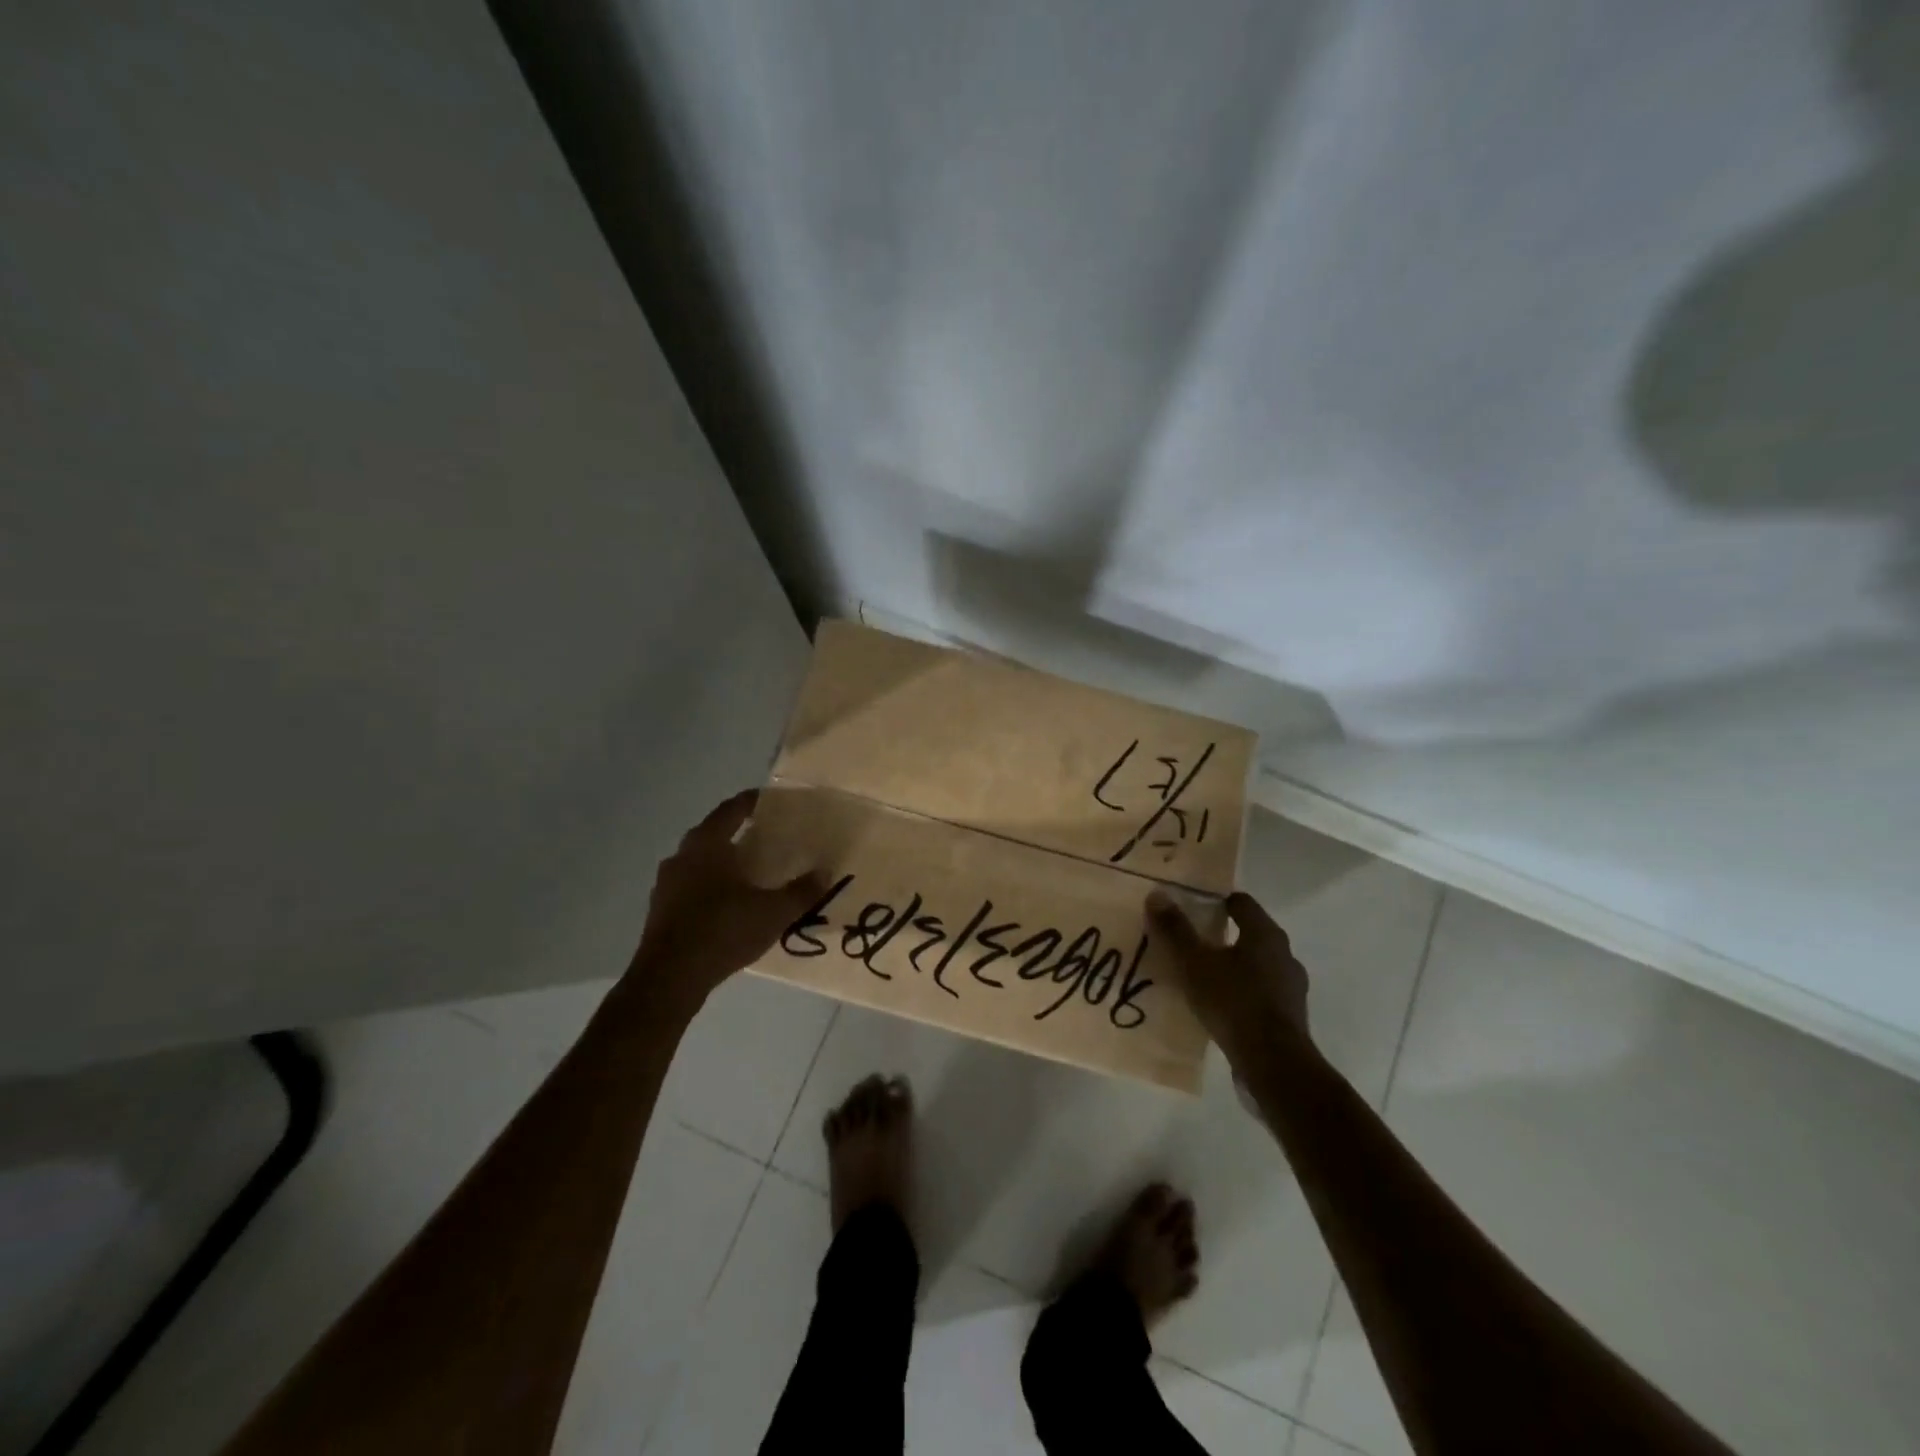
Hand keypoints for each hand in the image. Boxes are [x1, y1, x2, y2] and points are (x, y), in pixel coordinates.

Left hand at [628, 790, 823, 1010]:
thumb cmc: (722, 931)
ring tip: (749, 871)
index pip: (732, 810)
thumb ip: (801, 892)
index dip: (752, 802)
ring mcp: (666, 884)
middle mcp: (682, 856)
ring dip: (723, 861)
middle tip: (766, 836)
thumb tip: (826, 873)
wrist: (668, 979)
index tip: (771, 800)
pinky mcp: (660, 910)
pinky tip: (729, 903)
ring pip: (699, 861)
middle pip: (713, 833)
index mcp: (707, 844)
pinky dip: (710, 886)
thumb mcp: (773, 912)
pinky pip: (691, 886)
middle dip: (738, 832)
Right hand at [1148, 889, 1311, 1065]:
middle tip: (1191, 942)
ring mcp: (1291, 988)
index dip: (1216, 901)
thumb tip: (1157, 895)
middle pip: (1250, 934)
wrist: (1274, 1064)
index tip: (1191, 908)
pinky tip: (1219, 1007)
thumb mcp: (1194, 963)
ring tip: (1201, 977)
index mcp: (1265, 934)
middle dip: (1221, 935)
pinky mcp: (1289, 1018)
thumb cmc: (1233, 1002)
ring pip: (1256, 966)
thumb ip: (1175, 929)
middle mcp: (1284, 955)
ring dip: (1232, 967)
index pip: (1241, 903)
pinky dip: (1240, 993)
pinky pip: (1260, 994)